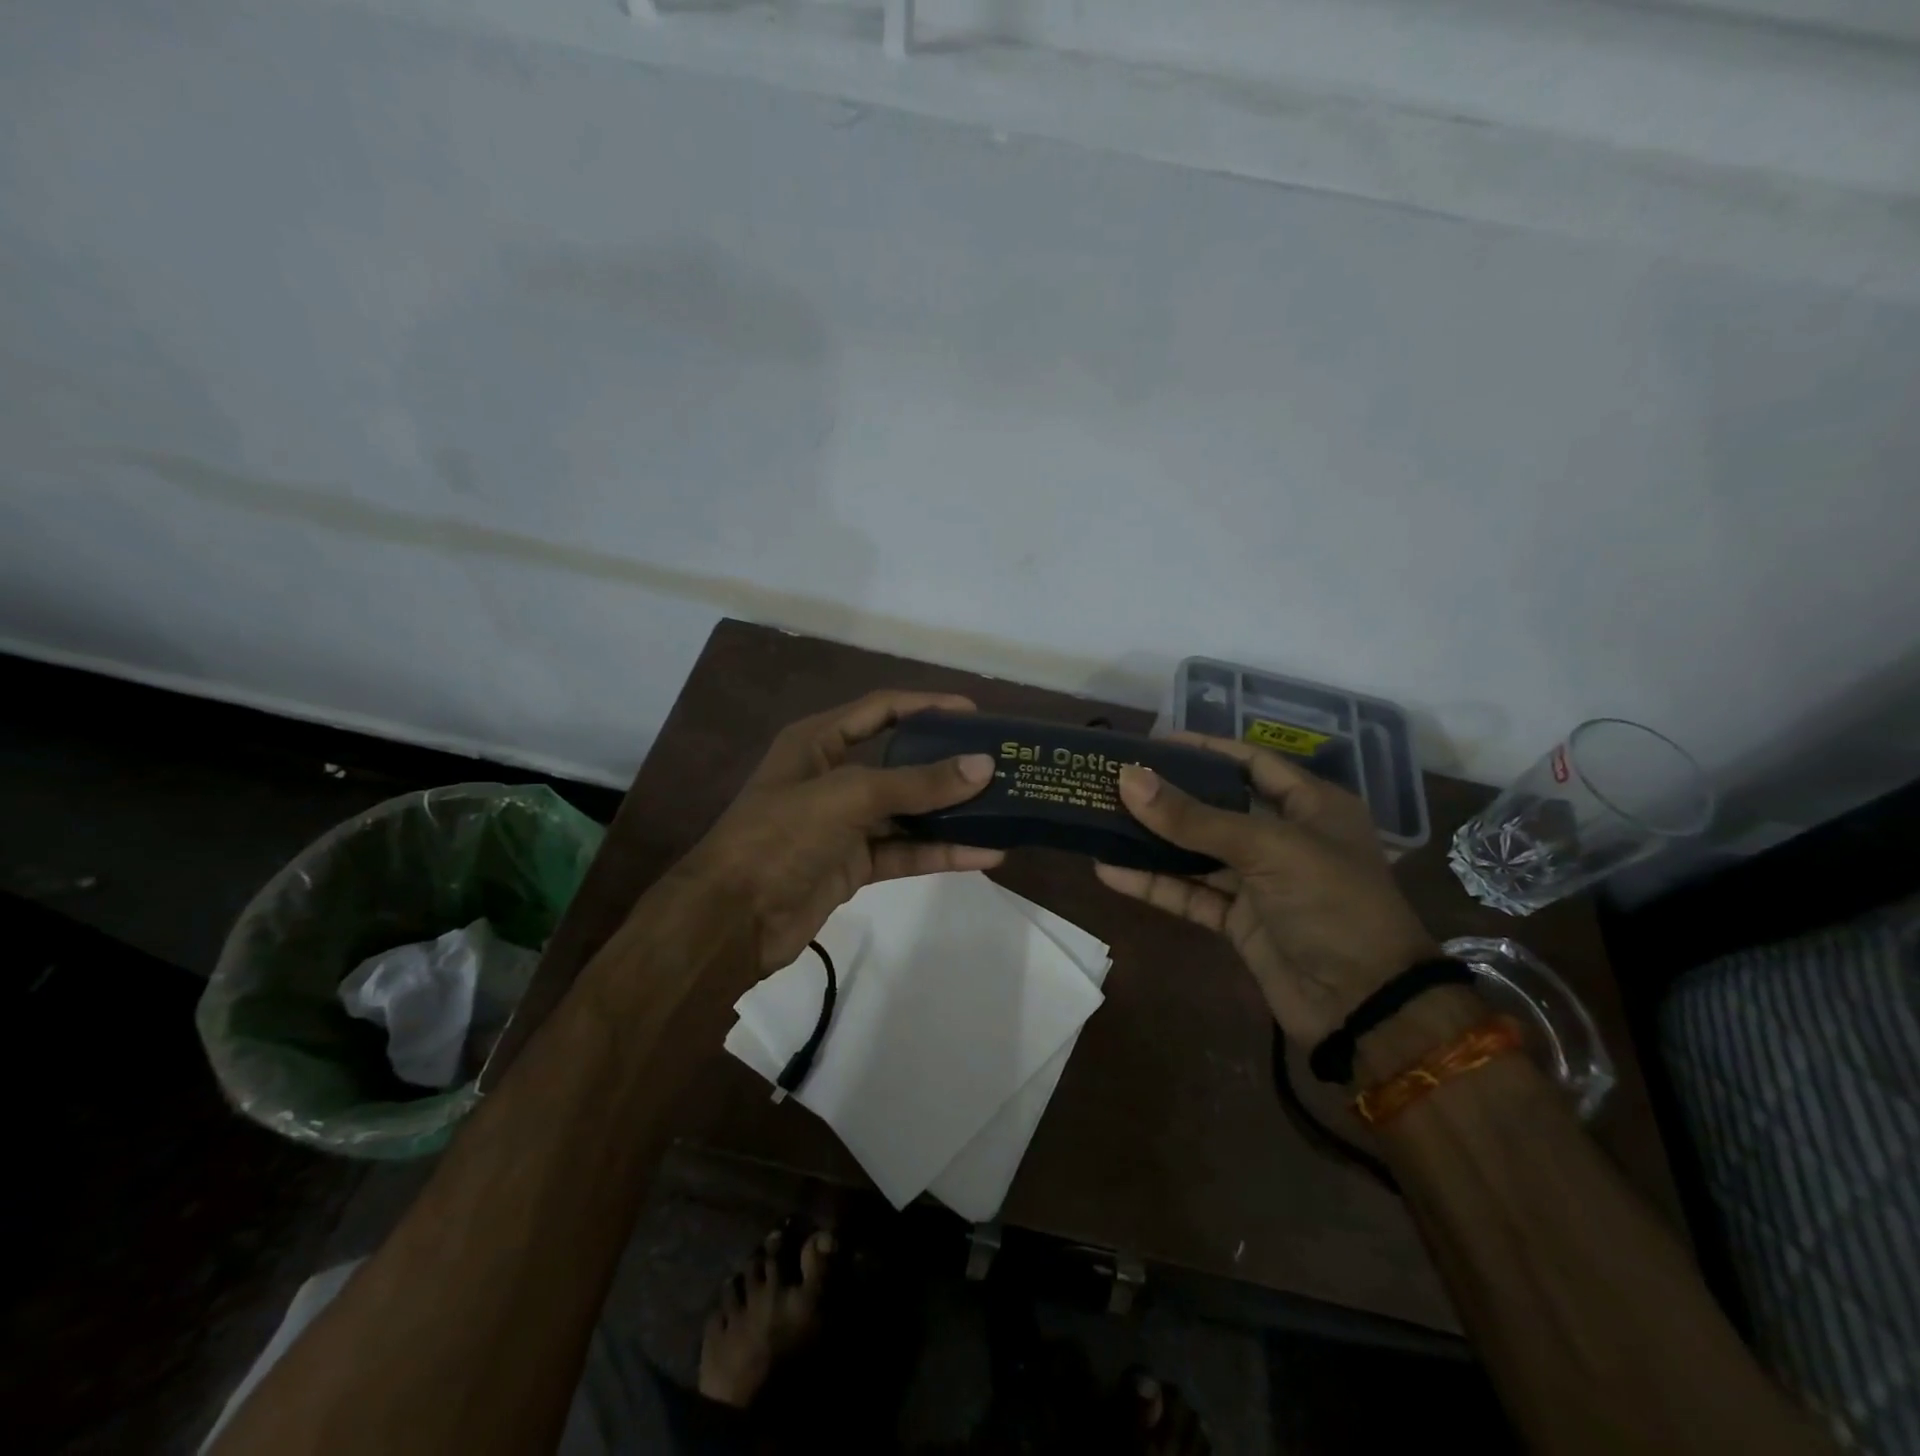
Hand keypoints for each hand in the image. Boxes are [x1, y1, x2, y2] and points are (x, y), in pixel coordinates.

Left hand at [668, 690, 1003, 971]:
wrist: (731, 921)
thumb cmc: (780, 837)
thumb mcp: (848, 797)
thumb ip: (916, 783)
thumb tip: (983, 766)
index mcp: (818, 741)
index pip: (882, 709)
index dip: (927, 706)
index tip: (976, 713)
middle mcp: (833, 776)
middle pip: (901, 761)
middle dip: (947, 763)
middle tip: (999, 764)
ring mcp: (845, 823)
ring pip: (908, 811)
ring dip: (951, 813)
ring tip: (1004, 809)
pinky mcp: (855, 865)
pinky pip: (905, 851)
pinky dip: (941, 852)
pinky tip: (984, 854)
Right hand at [1094, 733, 1438, 1044]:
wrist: (1364, 1008)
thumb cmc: (1332, 906)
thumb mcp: (1266, 849)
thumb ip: (1193, 817)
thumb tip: (1127, 777)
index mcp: (1311, 806)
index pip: (1250, 763)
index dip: (1204, 750)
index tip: (1153, 743)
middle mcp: (1284, 837)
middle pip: (1216, 807)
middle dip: (1168, 796)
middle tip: (1115, 780)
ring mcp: (1260, 882)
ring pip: (1196, 852)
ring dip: (1152, 841)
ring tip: (1101, 820)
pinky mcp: (1239, 922)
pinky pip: (1190, 894)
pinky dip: (1153, 884)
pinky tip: (1110, 871)